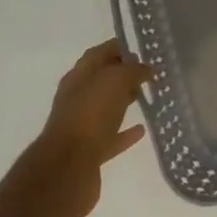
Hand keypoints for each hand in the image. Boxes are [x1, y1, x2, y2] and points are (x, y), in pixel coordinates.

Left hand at [27, 39, 151, 216]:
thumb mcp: (116, 80)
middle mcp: (77, 97)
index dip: (120, 48)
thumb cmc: (90, 114)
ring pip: (106, 107)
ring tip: (147, 96)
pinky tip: (141, 130)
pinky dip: (125, 132)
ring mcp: (82, 125)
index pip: (100, 53)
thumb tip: (146, 68)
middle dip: (123, 74)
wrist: (67, 168)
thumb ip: (133, 70)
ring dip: (124, 101)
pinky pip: (111, 136)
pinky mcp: (89, 152)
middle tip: (149, 73)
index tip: (143, 50)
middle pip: (102, 80)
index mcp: (79, 75)